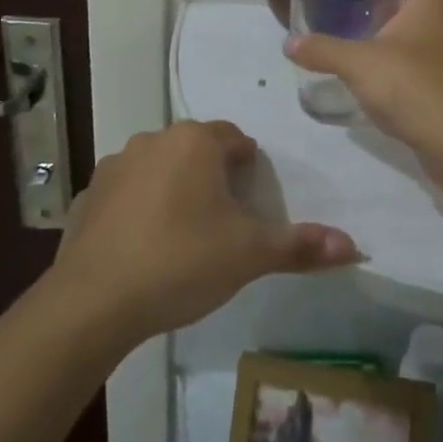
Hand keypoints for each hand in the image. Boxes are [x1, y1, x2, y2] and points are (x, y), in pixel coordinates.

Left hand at [54, 121, 358, 342]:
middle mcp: (153, 141)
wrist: (94, 302)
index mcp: (195, 142)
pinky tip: (142, 248)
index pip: (234, 139)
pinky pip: (125, 194)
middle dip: (212, 176)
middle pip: (195, 150)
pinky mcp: (87, 196)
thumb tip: (356, 247)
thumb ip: (301, 246)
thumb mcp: (249, 255)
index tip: (251, 200)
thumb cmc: (181, 262)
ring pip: (159, 168)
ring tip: (184, 235)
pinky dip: (138, 209)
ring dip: (174, 188)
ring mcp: (115, 166)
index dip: (248, 167)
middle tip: (224, 221)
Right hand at [284, 0, 442, 152]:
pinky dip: (430, 73)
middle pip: (441, 8)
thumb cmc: (407, 82)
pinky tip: (405, 89)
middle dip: (413, 12)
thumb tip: (288, 43)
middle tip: (383, 22)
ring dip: (423, 43)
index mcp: (435, 8)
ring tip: (390, 55)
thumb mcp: (355, 63)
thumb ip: (323, 50)